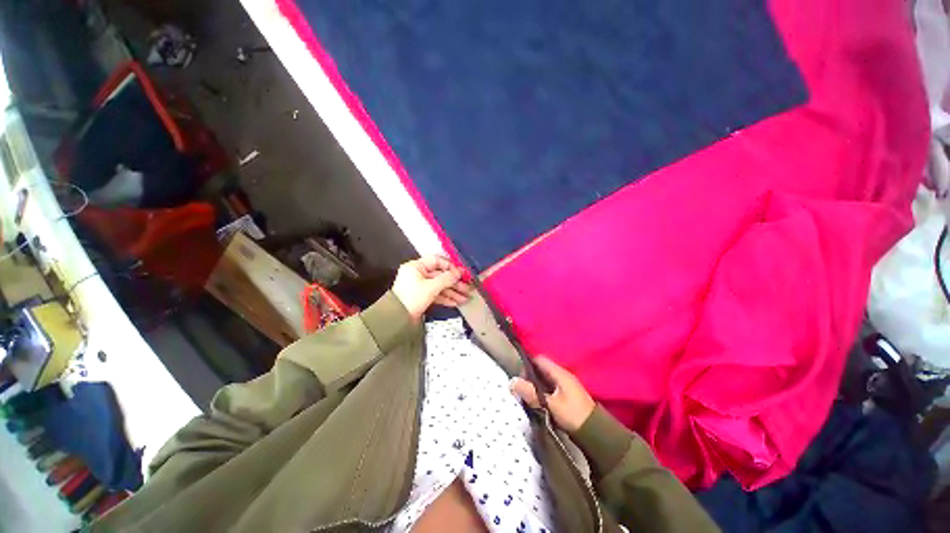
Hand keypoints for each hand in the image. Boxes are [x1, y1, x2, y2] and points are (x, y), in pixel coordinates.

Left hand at [392, 255, 471, 321]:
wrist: (398, 319)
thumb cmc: (411, 299)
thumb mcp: (431, 287)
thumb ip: (446, 279)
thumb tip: (459, 273)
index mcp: (416, 267)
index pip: (436, 261)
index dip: (450, 266)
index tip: (461, 274)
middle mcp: (418, 274)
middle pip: (440, 275)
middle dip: (454, 283)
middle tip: (467, 288)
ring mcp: (420, 286)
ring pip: (440, 286)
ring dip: (453, 292)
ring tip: (465, 298)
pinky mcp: (422, 297)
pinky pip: (436, 294)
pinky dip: (446, 298)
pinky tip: (456, 302)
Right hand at [510, 357, 594, 431]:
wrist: (595, 433)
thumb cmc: (573, 415)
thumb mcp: (550, 404)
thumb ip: (531, 393)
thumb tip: (512, 382)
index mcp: (560, 373)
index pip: (540, 359)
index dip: (527, 363)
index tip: (518, 375)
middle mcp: (562, 375)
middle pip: (541, 369)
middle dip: (529, 376)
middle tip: (520, 387)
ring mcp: (565, 385)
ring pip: (544, 379)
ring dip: (535, 385)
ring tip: (525, 394)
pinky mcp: (566, 395)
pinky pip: (549, 387)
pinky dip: (541, 391)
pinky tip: (536, 400)